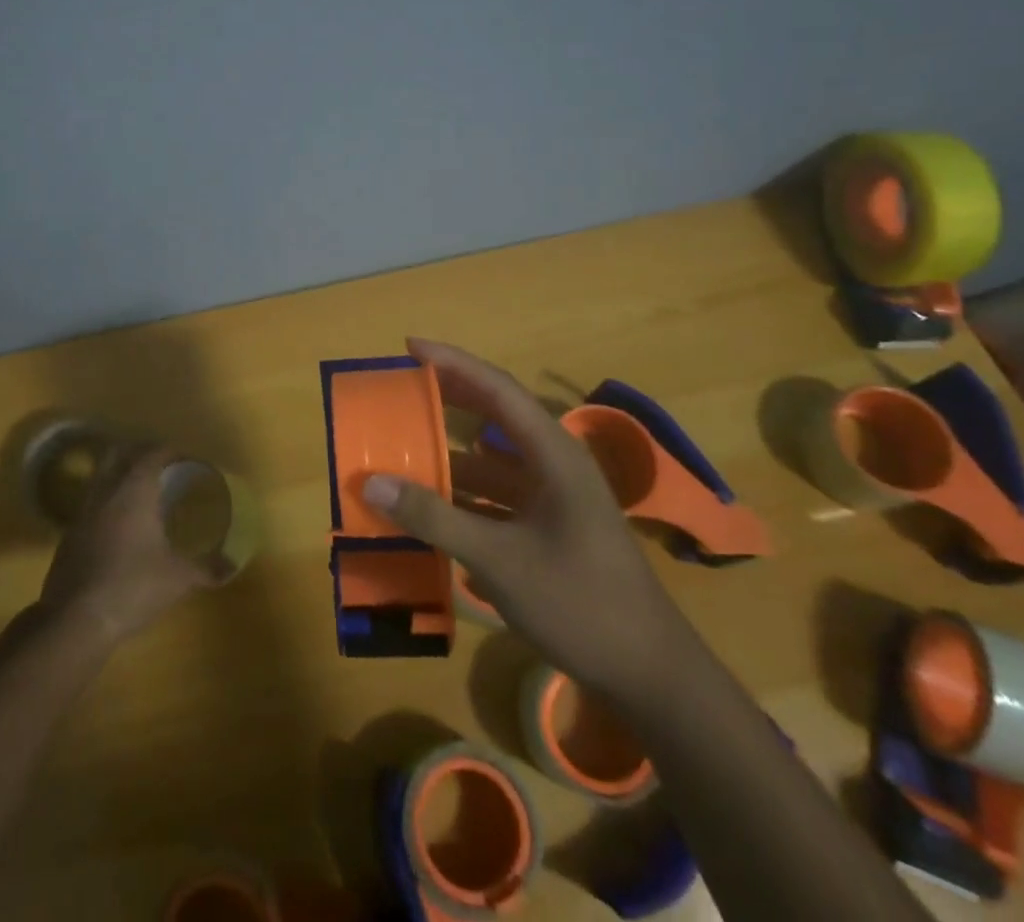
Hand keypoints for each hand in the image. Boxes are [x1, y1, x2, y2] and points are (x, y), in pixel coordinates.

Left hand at [38, 443, 220, 648]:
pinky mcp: (69, 535)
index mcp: (134, 490)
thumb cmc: (132, 587)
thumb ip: (206, 569)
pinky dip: (106, 500)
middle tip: (161, 466)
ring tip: (142, 492)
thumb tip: (232, 566)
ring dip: (120, 474)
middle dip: (139, 452)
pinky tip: (120, 523)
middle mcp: (105, 491)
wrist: (74, 620)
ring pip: (101, 476)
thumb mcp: (178, 579)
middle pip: (119, 453)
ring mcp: (82, 512)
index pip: (152, 453)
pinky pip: (91, 502)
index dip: (170, 451)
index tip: (186, 458)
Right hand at [361, 338, 697, 696]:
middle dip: (447, 399)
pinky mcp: (549, 529)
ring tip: (400, 448)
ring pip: (491, 462)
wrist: (652, 677)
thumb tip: (372, 481)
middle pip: (494, 416)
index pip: (497, 389)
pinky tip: (427, 506)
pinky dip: (461, 495)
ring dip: (448, 454)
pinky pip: (495, 497)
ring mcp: (553, 499)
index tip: (409, 346)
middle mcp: (553, 465)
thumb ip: (435, 518)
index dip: (452, 363)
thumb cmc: (581, 603)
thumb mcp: (500, 559)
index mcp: (553, 454)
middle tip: (399, 387)